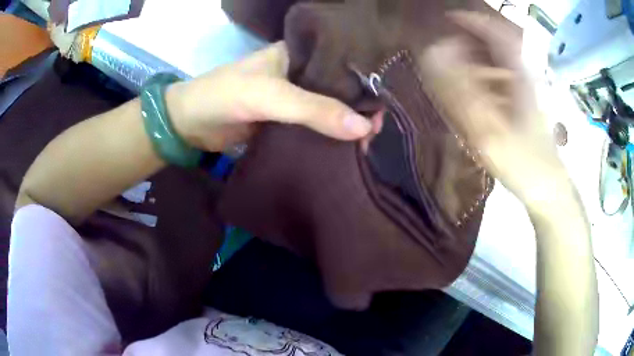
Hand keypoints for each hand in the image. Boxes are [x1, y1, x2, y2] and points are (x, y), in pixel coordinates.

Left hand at [167, 41, 372, 152]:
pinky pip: (315, 127)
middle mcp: (299, 72)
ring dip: (347, 123)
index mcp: (297, 54)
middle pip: (338, 86)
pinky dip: (330, 136)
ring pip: (328, 108)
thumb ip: (314, 109)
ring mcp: (293, 98)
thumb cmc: (223, 96)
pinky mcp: (286, 121)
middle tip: (385, 126)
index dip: (365, 78)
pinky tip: (349, 146)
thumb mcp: (269, 97)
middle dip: (360, 105)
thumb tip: (364, 128)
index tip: (388, 99)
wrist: (189, 125)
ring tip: (375, 139)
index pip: (340, 60)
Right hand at [420, 11, 571, 210]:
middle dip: (471, 36)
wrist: (547, 189)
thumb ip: (461, 90)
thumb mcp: (490, 127)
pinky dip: (483, 76)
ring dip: (476, 55)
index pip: (497, 33)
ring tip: (454, 63)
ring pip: (499, 62)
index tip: (449, 18)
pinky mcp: (523, 106)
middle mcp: (523, 76)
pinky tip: (473, 90)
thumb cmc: (523, 161)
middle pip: (498, 44)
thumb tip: (434, 53)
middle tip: (447, 41)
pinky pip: (501, 80)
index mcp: (518, 74)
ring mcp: (525, 92)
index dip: (473, 20)